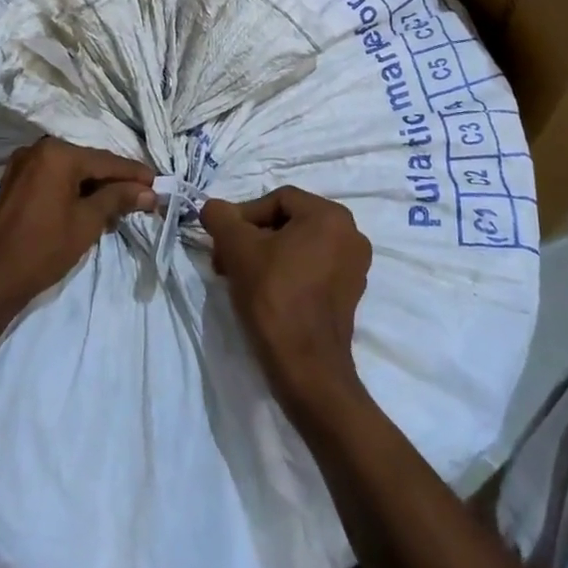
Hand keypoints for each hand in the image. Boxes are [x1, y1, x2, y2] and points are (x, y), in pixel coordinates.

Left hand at [0, 137, 156, 312]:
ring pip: (71, 172)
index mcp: (58, 153)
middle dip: (115, 181)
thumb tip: (148, 191)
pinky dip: (74, 190)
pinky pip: (54, 179)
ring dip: (95, 187)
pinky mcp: (15, 181)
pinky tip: (91, 206)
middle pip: (89, 163)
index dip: (135, 174)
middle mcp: (39, 149)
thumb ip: (118, 199)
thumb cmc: (44, 247)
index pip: (106, 161)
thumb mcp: (88, 222)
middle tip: (143, 196)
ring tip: (121, 206)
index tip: (159, 183)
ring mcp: (24, 164)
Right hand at [200, 187, 372, 415]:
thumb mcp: (238, 249)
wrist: (306, 368)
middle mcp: (351, 234)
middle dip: (252, 239)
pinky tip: (263, 293)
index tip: (223, 243)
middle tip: (226, 262)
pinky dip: (285, 273)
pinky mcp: (350, 294)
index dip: (243, 216)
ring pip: (298, 246)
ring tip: (240, 278)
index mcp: (331, 216)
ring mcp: (354, 266)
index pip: (277, 200)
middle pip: (288, 222)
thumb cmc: (274, 297)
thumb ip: (221, 218)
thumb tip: (212, 207)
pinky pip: (312, 268)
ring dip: (265, 256)